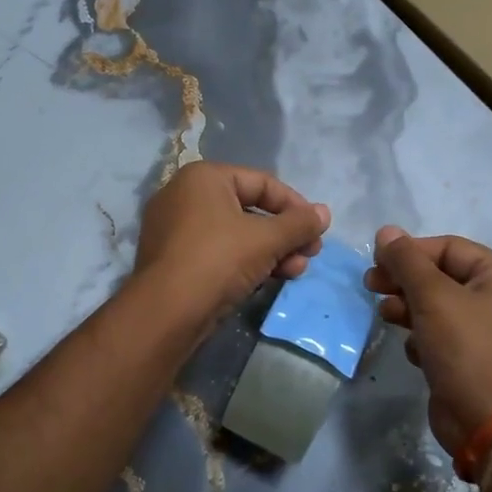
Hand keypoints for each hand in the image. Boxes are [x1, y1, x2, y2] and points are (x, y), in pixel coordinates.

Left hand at [135, 162, 330, 321]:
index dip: (295, 206)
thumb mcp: (266, 239)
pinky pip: (218, 253)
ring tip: (295, 272)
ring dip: (271, 252)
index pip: (262, 183)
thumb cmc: (218, 260)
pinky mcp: (174, 260)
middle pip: (250, 210)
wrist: (166, 313)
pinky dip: (246, 263)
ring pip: (236, 234)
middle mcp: (185, 196)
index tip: (317, 229)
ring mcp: (175, 229)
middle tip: (310, 255)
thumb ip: (299, 224)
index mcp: (204, 178)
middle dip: (285, 235)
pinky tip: (269, 280)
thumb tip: (324, 213)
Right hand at [364, 227, 491, 453]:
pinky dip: (422, 338)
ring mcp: (486, 332)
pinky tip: (413, 351)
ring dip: (407, 307)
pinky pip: (440, 335)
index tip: (376, 262)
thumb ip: (406, 261)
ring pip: (437, 306)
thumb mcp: (433, 297)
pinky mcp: (471, 360)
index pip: (448, 247)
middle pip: (441, 275)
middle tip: (370, 285)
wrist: (489, 424)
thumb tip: (386, 231)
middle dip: (404, 280)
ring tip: (385, 315)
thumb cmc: (466, 349)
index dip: (409, 251)